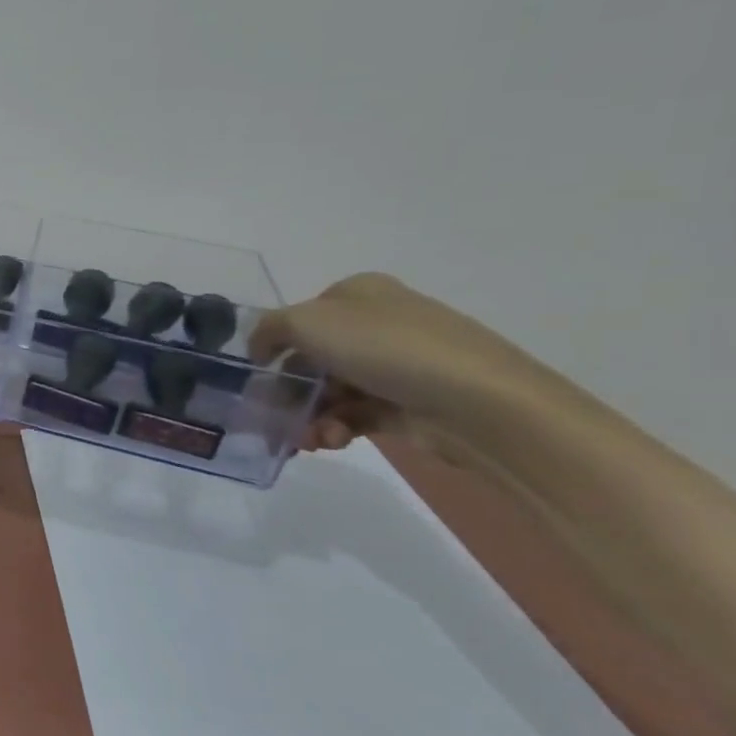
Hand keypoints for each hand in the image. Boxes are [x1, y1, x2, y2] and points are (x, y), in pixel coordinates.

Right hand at [249, 273, 552, 453]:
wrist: (477, 402)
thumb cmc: (384, 348)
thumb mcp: (306, 322)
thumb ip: (268, 330)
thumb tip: (260, 348)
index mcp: (358, 294)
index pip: (300, 316)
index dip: (275, 344)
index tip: (258, 374)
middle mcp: (377, 324)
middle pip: (312, 358)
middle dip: (289, 390)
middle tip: (272, 415)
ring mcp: (396, 365)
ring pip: (330, 391)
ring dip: (308, 416)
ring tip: (306, 438)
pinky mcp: (407, 404)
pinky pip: (354, 416)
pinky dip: (334, 428)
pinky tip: (330, 441)